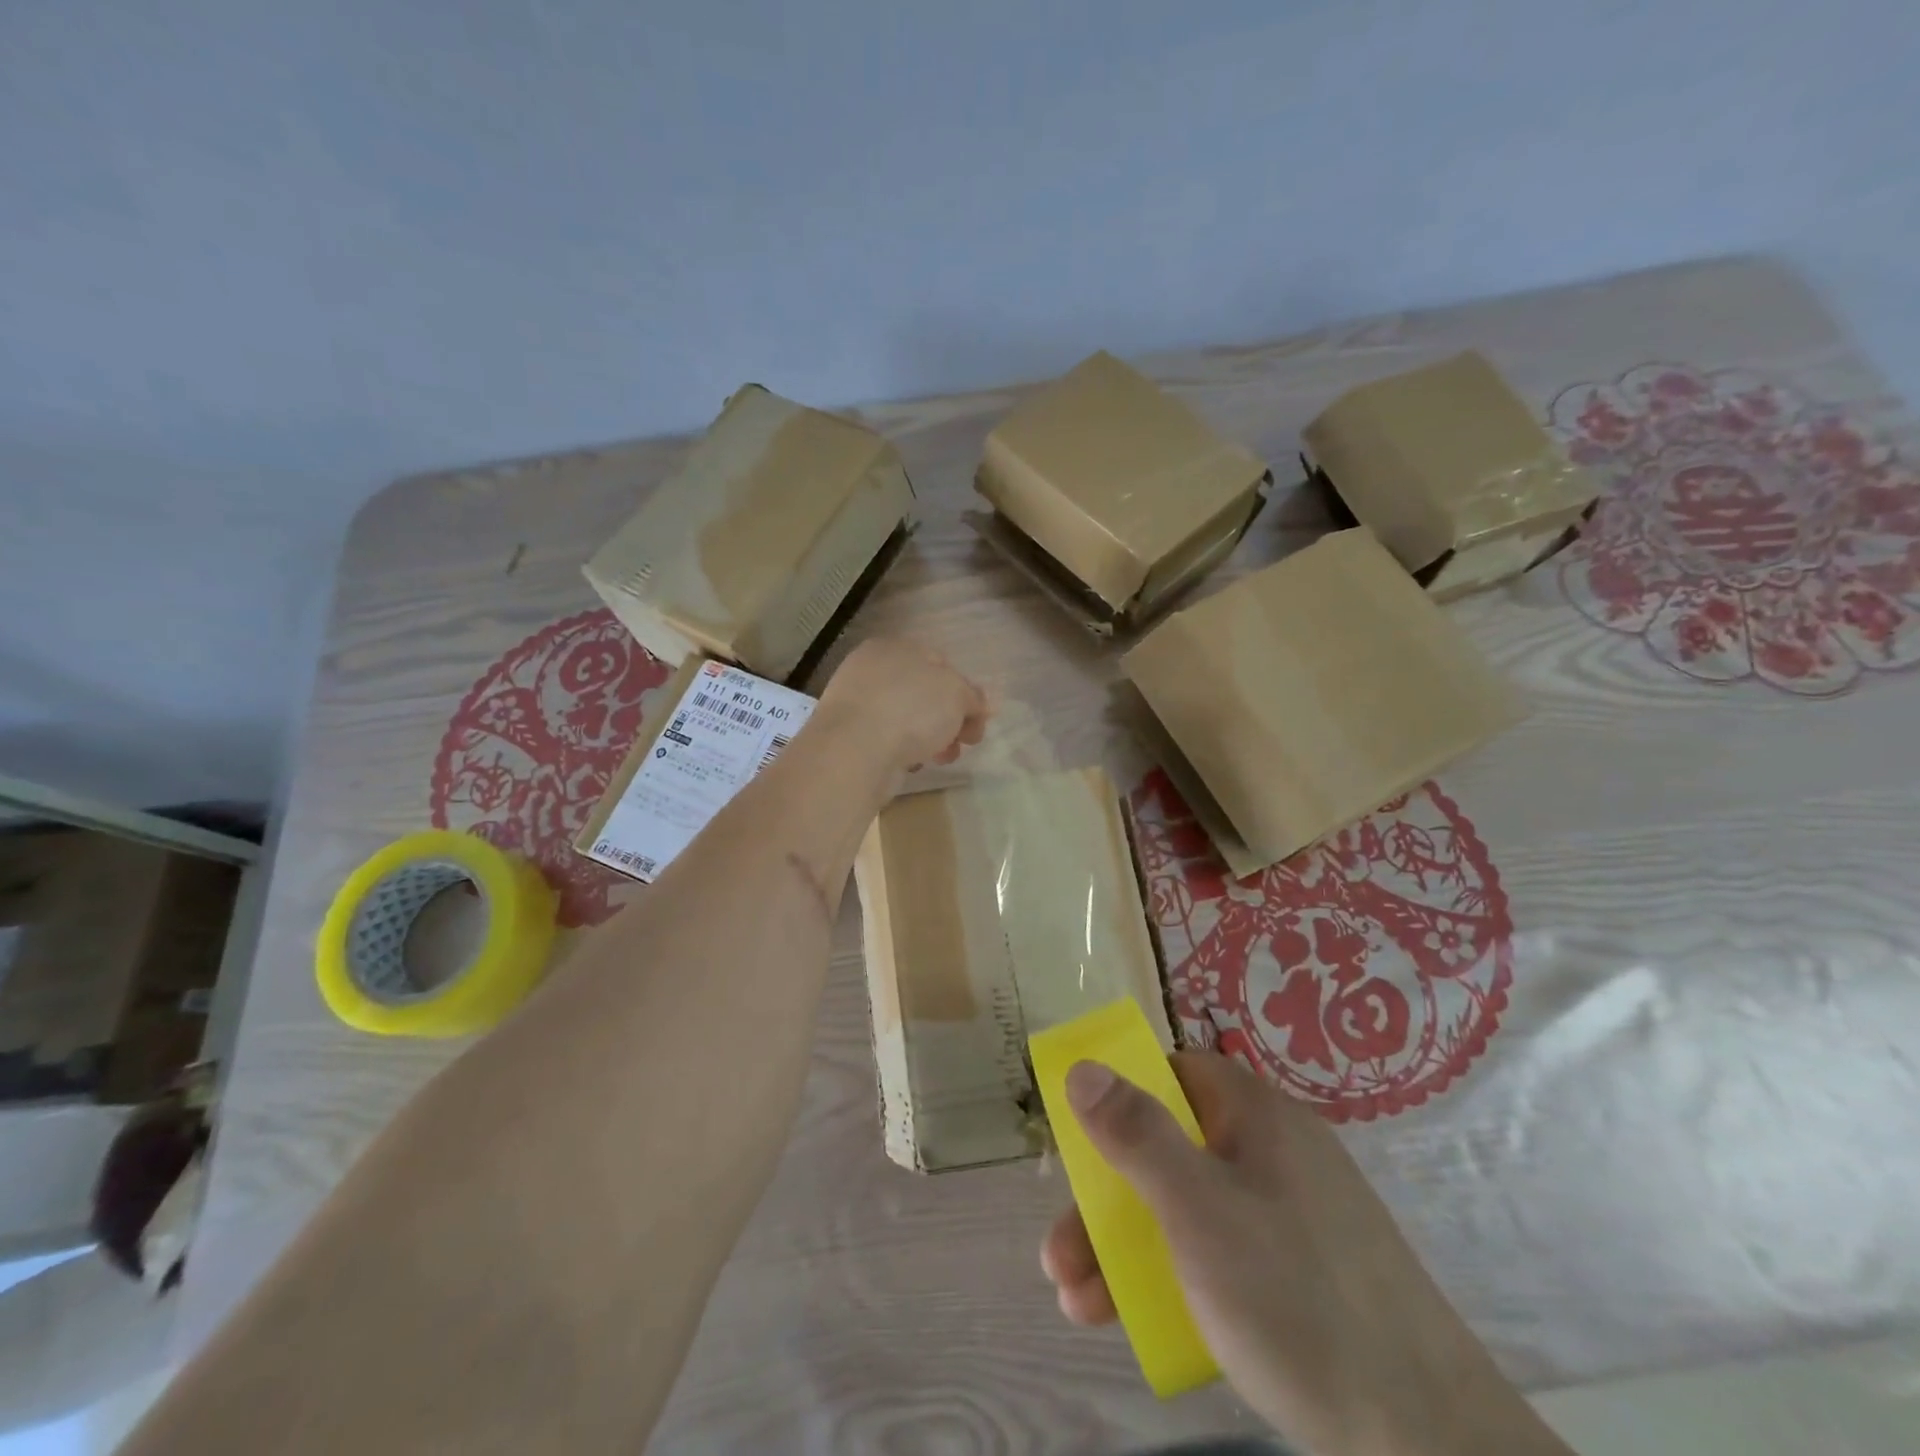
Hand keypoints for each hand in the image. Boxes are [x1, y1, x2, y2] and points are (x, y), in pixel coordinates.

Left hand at [817, 638, 989, 775]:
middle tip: (966, 743)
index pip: (940, 663)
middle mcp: (871, 668)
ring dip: (931, 737)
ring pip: (906, 717)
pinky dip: (903, 749)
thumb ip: (973, 696)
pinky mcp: (848, 735)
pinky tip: (911, 764)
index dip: (965, 692)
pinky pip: (887, 738)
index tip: (978, 721)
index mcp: (895, 647)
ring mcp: (856, 702)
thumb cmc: (910, 710)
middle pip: (924, 692)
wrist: (854, 751)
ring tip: (942, 759)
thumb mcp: (956, 696)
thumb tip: (983, 702)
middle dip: (950, 719)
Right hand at [1042, 1053, 1572, 1455]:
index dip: (1119, 1098)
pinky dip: (1175, 1275)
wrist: (1433, 1442)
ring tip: (1077, 1304)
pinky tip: (1137, 1319)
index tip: (1081, 1146)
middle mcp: (1273, 1149)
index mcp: (1255, 1114)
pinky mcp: (1303, 1271)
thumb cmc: (1297, 1299)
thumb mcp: (1199, 1211)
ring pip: (1189, 1207)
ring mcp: (1290, 1212)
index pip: (1172, 1073)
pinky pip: (1221, 1250)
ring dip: (1126, 1247)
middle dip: (1106, 1201)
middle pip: (1170, 1149)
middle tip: (1061, 1256)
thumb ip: (1136, 1135)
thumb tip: (1082, 1066)